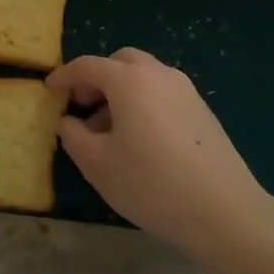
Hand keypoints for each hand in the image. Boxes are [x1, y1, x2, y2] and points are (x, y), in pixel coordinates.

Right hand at [49, 48, 273, 256]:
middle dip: (97, 78)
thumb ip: (74, 136)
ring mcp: (186, 91)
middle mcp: (159, 74)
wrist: (224, 211)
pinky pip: (163, 93)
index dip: (64, 76)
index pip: (88, 66)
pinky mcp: (203, 111)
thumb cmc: (151, 184)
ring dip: (121, 91)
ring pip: (144, 77)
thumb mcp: (97, 164)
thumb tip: (68, 121)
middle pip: (120, 62)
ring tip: (109, 130)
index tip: (49, 90)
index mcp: (129, 80)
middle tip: (83, 106)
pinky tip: (140, 139)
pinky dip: (143, 102)